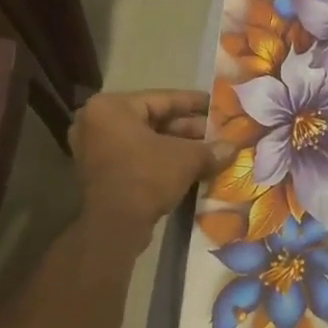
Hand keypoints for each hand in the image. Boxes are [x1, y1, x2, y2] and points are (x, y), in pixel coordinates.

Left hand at [70, 91, 233, 255]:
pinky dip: (161, 161)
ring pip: (146, 141)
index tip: (216, 105)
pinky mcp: (98, 173)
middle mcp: (98, 122)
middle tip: (218, 132)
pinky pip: (136, 157)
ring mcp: (94, 149)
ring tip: (210, 151)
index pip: (162, 98)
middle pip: (153, 120)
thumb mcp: (185, 159)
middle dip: (188, 129)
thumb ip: (210, 149)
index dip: (194, 103)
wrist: (112, 229)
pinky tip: (191, 168)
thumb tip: (233, 147)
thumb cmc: (145, 178)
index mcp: (112, 107)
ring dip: (177, 147)